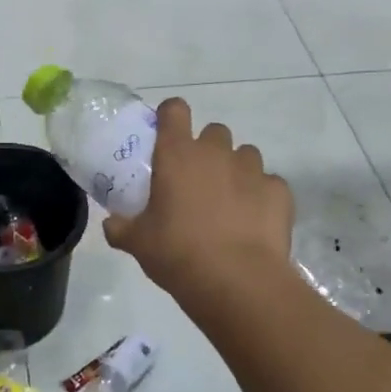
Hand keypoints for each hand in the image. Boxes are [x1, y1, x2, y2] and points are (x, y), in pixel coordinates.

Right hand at [102, 96, 293, 297]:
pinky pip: (269, 184)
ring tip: (229, 204)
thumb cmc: (178, 254)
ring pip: (245, 155)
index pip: (174, 110)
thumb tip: (111, 224)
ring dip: (236, 171)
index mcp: (177, 155)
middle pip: (214, 132)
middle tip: (198, 182)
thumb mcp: (138, 243)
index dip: (171, 116)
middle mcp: (216, 152)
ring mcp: (252, 169)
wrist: (236, 281)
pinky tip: (254, 222)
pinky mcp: (279, 191)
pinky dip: (262, 197)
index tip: (167, 135)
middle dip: (208, 150)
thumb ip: (121, 227)